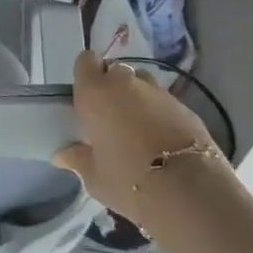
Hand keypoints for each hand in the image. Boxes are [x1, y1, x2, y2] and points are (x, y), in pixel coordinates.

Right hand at [56, 52, 222, 210]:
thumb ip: (78, 159)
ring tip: (137, 125)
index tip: (85, 94)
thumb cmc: (128, 180)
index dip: (86, 73)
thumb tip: (63, 155)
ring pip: (142, 83)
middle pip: (115, 70)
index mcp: (95, 93)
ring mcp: (158, 93)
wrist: (190, 191)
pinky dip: (159, 113)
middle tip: (109, 115)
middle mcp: (125, 84)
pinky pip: (164, 101)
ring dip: (136, 97)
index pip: (85, 60)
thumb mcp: (94, 177)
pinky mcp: (185, 107)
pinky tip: (161, 138)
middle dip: (111, 86)